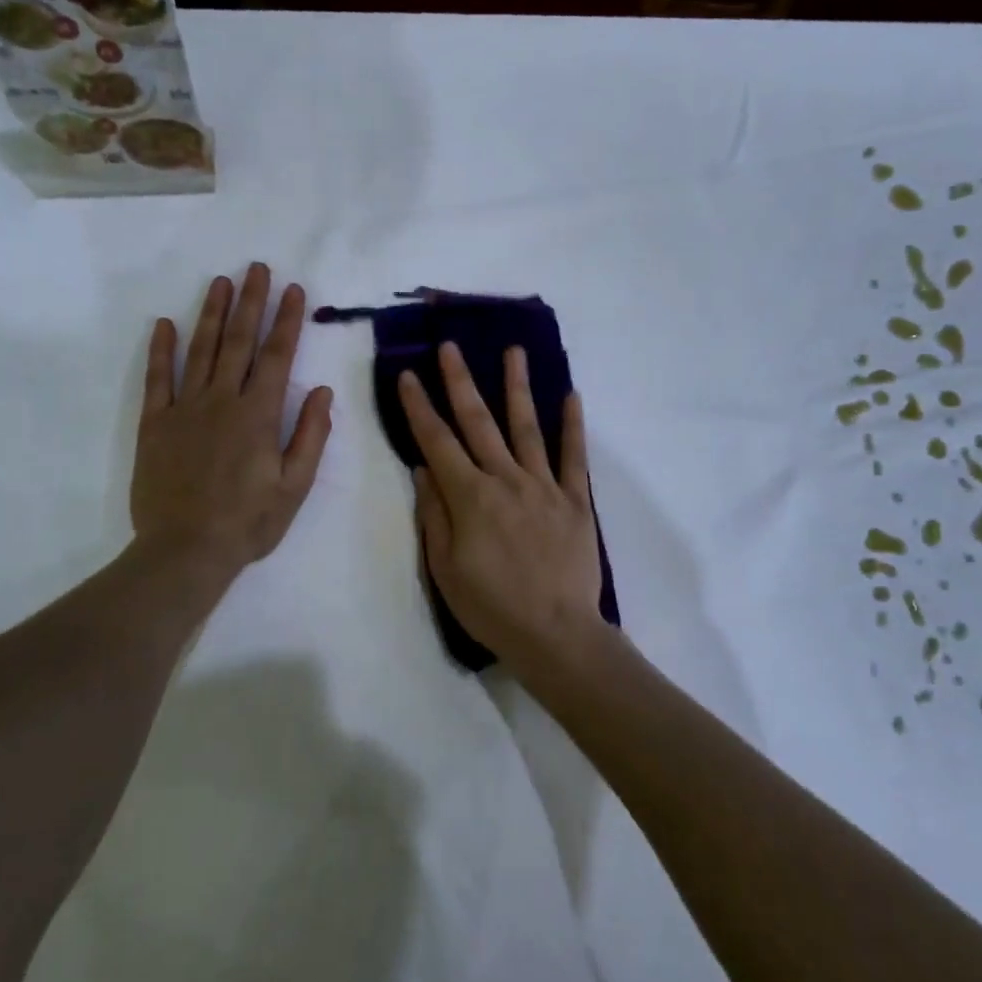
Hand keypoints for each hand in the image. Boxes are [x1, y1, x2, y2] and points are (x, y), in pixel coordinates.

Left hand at [133, 263, 332, 577]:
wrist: (185, 550)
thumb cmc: (248, 523)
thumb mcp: (294, 486)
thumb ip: (310, 436)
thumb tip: (322, 392)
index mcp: (258, 415)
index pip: (277, 356)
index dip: (287, 320)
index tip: (295, 290)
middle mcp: (222, 401)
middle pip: (238, 342)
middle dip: (251, 302)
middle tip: (256, 268)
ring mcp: (184, 409)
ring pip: (200, 350)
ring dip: (211, 313)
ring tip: (220, 282)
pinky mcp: (155, 424)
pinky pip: (157, 379)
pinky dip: (161, 350)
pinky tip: (164, 324)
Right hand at [399, 342, 603, 671]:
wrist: (555, 634)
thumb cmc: (491, 607)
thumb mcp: (444, 569)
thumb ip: (434, 514)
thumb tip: (423, 468)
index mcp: (470, 497)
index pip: (437, 442)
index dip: (419, 408)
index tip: (406, 375)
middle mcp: (505, 480)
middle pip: (479, 422)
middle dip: (460, 382)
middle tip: (451, 347)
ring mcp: (544, 487)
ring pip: (527, 427)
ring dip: (517, 387)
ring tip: (513, 351)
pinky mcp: (575, 500)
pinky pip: (573, 456)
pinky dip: (573, 425)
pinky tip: (571, 395)